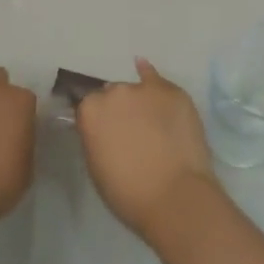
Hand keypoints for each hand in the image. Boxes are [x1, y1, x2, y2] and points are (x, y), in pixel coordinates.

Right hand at [77, 58, 222, 247]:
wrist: (174, 197)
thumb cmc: (128, 192)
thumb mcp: (96, 165)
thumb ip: (95, 137)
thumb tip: (102, 129)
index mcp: (90, 111)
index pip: (89, 108)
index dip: (99, 123)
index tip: (107, 136)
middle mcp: (114, 92)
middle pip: (112, 96)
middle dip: (119, 111)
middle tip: (130, 134)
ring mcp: (144, 89)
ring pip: (136, 91)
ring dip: (139, 103)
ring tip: (151, 124)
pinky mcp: (173, 92)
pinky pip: (156, 78)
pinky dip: (150, 75)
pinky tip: (143, 66)